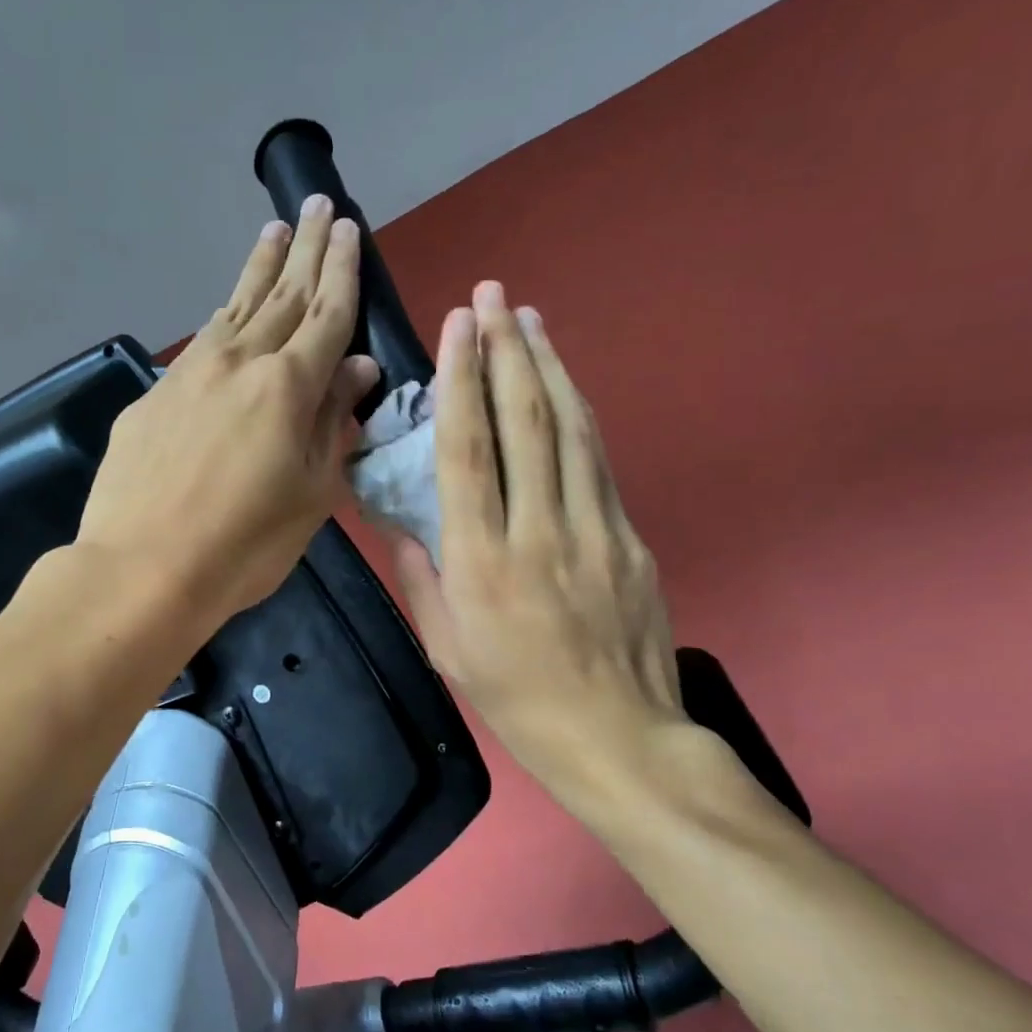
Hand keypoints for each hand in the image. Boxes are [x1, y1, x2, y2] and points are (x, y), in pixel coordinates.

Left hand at [76, 195, 377, 631]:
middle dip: (306, 250)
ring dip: (260, 268)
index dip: (342, 271)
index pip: (327, 315)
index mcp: (288, 386)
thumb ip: (334, 423)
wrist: (143, 568)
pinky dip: (223, 315)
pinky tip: (227, 309)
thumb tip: (358, 368)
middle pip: (282, 296)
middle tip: (319, 206)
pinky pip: (202, 342)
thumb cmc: (245, 543)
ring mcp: (191, 374)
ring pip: (235, 306)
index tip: (348, 229)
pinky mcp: (155, 395)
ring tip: (275, 232)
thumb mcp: (312, 493)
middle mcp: (240, 362)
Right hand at [388, 282, 689, 813]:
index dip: (461, 382)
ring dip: (550, 368)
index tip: (458, 327)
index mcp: (483, 563)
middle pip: (525, 423)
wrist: (617, 735)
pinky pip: (600, 463)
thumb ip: (420, 577)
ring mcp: (595, 531)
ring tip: (531, 320)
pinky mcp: (631, 538)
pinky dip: (580, 416)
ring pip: (572, 431)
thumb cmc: (517, 697)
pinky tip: (566, 389)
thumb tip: (400, 522)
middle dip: (507, 351)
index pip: (469, 453)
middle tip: (495, 296)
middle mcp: (540, 532)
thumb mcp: (448, 648)